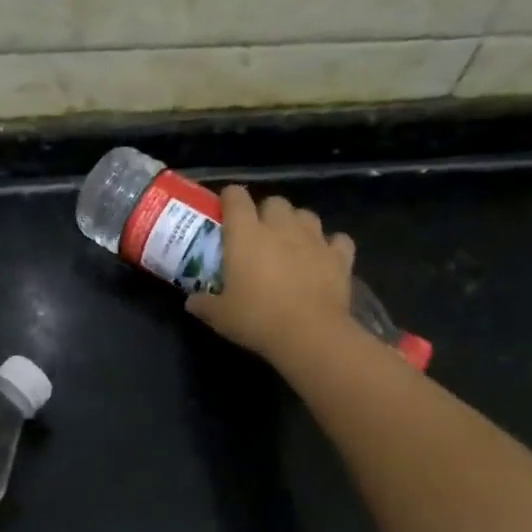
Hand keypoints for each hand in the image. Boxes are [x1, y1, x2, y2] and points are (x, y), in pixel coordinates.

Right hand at [186, 185, 357, 361]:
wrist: (310, 335)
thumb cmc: (257, 319)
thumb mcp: (220, 316)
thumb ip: (204, 304)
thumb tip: (191, 302)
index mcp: (246, 234)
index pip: (236, 197)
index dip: (229, 199)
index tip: (225, 212)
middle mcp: (280, 227)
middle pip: (274, 201)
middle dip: (266, 212)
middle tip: (259, 235)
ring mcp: (314, 239)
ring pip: (306, 215)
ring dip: (297, 224)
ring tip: (291, 244)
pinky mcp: (340, 257)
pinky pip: (337, 240)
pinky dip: (331, 246)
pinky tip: (324, 258)